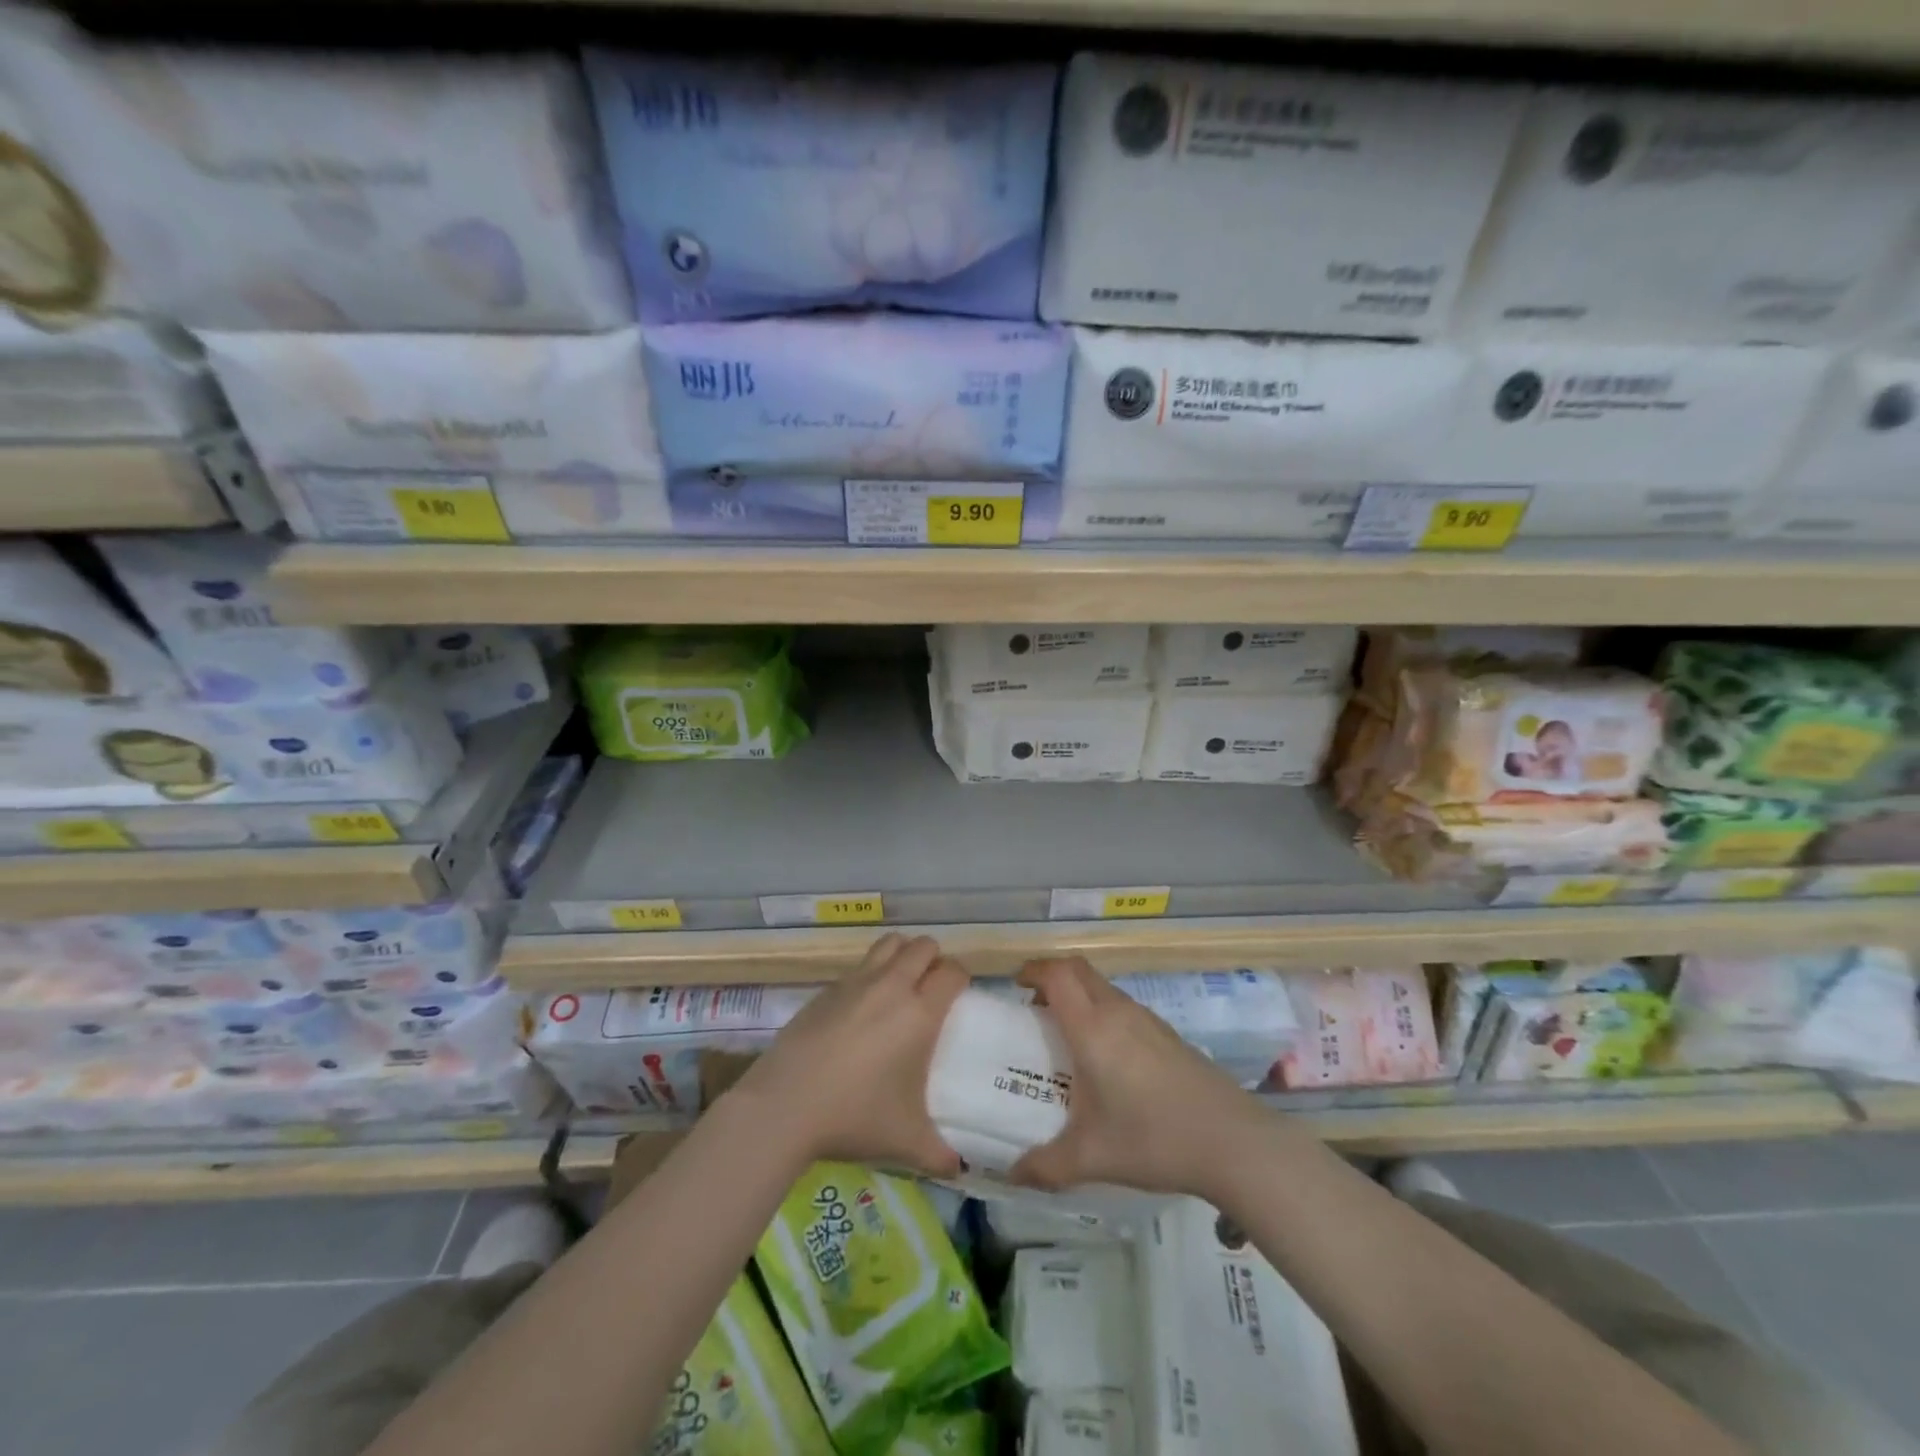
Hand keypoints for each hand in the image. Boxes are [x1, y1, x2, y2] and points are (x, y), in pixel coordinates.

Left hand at [730, 933, 968, 1176]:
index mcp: (919, 1013)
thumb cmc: (854, 1117)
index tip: (958, 999)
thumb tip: (959, 1168)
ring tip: (900, 985)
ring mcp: (855, 982)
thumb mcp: (906, 1142)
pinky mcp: (826, 989)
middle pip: (923, 946)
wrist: (784, 1106)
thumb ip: (940, 1154)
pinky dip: (870, 975)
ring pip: (889, 944)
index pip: (953, 971)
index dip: (961, 979)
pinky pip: (859, 966)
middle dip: (933, 960)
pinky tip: (861, 1009)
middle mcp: (891, 986)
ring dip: (901, 955)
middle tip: (931, 990)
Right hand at [1010, 957, 1262, 1199]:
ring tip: (1065, 1035)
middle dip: (1052, 977)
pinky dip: (1102, 1013)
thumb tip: (1011, 1173)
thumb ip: (1045, 1166)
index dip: (1033, 970)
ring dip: (1079, 995)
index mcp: (1092, 1028)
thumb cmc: (1153, 1139)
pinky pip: (1123, 1007)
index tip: (1014, 985)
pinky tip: (1106, 1058)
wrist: (1233, 1142)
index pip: (1057, 975)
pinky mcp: (1168, 1034)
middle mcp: (1118, 1012)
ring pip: (1102, 987)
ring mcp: (1147, 1020)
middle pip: (1078, 970)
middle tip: (1034, 1007)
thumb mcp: (1090, 1158)